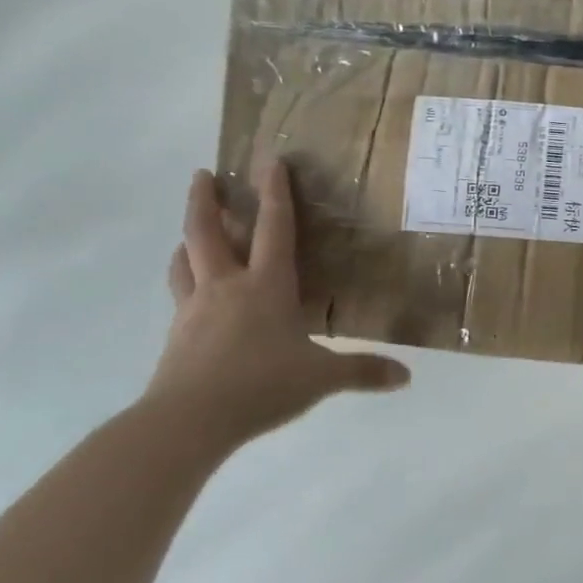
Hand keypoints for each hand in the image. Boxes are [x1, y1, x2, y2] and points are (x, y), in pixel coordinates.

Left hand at [144, 162, 409, 446]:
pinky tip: (194, 292)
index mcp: (266, 286)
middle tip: (203, 175)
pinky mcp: (177, 335)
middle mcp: (227, 287)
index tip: (270, 161)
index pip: (274, 229)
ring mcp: (195, 309)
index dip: (275, 193)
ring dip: (188, 238)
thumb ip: (362, 372)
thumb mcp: (320, 378)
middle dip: (205, 200)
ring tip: (191, 232)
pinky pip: (180, 295)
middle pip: (207, 232)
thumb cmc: (261, 385)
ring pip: (185, 261)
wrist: (188, 420)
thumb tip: (406, 377)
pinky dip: (184, 280)